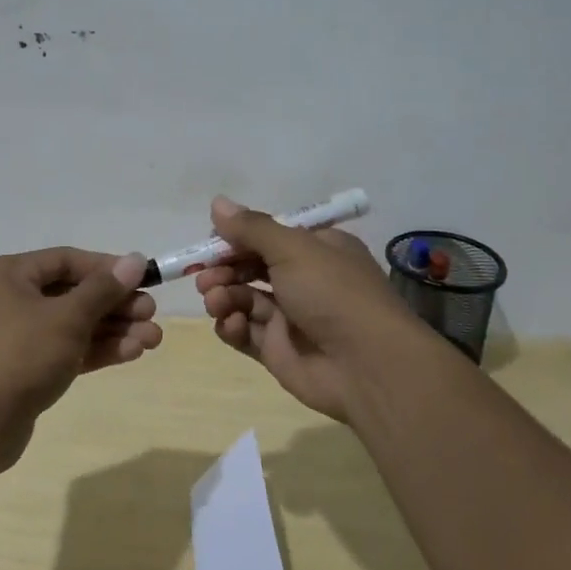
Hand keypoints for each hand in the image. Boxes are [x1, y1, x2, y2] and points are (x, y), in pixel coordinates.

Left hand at [0, 248, 160, 468]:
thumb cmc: (18, 355)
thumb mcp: (66, 317)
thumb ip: (103, 289)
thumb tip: (135, 261)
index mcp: (8, 274)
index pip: (66, 260)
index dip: (107, 268)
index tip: (144, 279)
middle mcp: (9, 299)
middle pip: (72, 293)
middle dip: (115, 305)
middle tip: (151, 314)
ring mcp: (16, 337)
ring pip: (72, 325)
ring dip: (112, 330)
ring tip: (153, 339)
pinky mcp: (25, 370)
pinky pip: (66, 350)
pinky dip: (96, 350)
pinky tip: (132, 353)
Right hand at [195, 196, 422, 421]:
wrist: (367, 366)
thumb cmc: (333, 293)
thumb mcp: (294, 249)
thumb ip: (252, 228)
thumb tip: (217, 203)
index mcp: (316, 249)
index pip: (267, 235)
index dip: (236, 237)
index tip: (210, 241)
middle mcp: (303, 280)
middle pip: (250, 267)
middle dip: (222, 268)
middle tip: (203, 275)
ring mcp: (290, 317)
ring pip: (243, 298)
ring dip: (222, 295)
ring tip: (215, 300)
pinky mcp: (277, 350)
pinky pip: (245, 332)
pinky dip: (232, 326)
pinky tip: (230, 323)